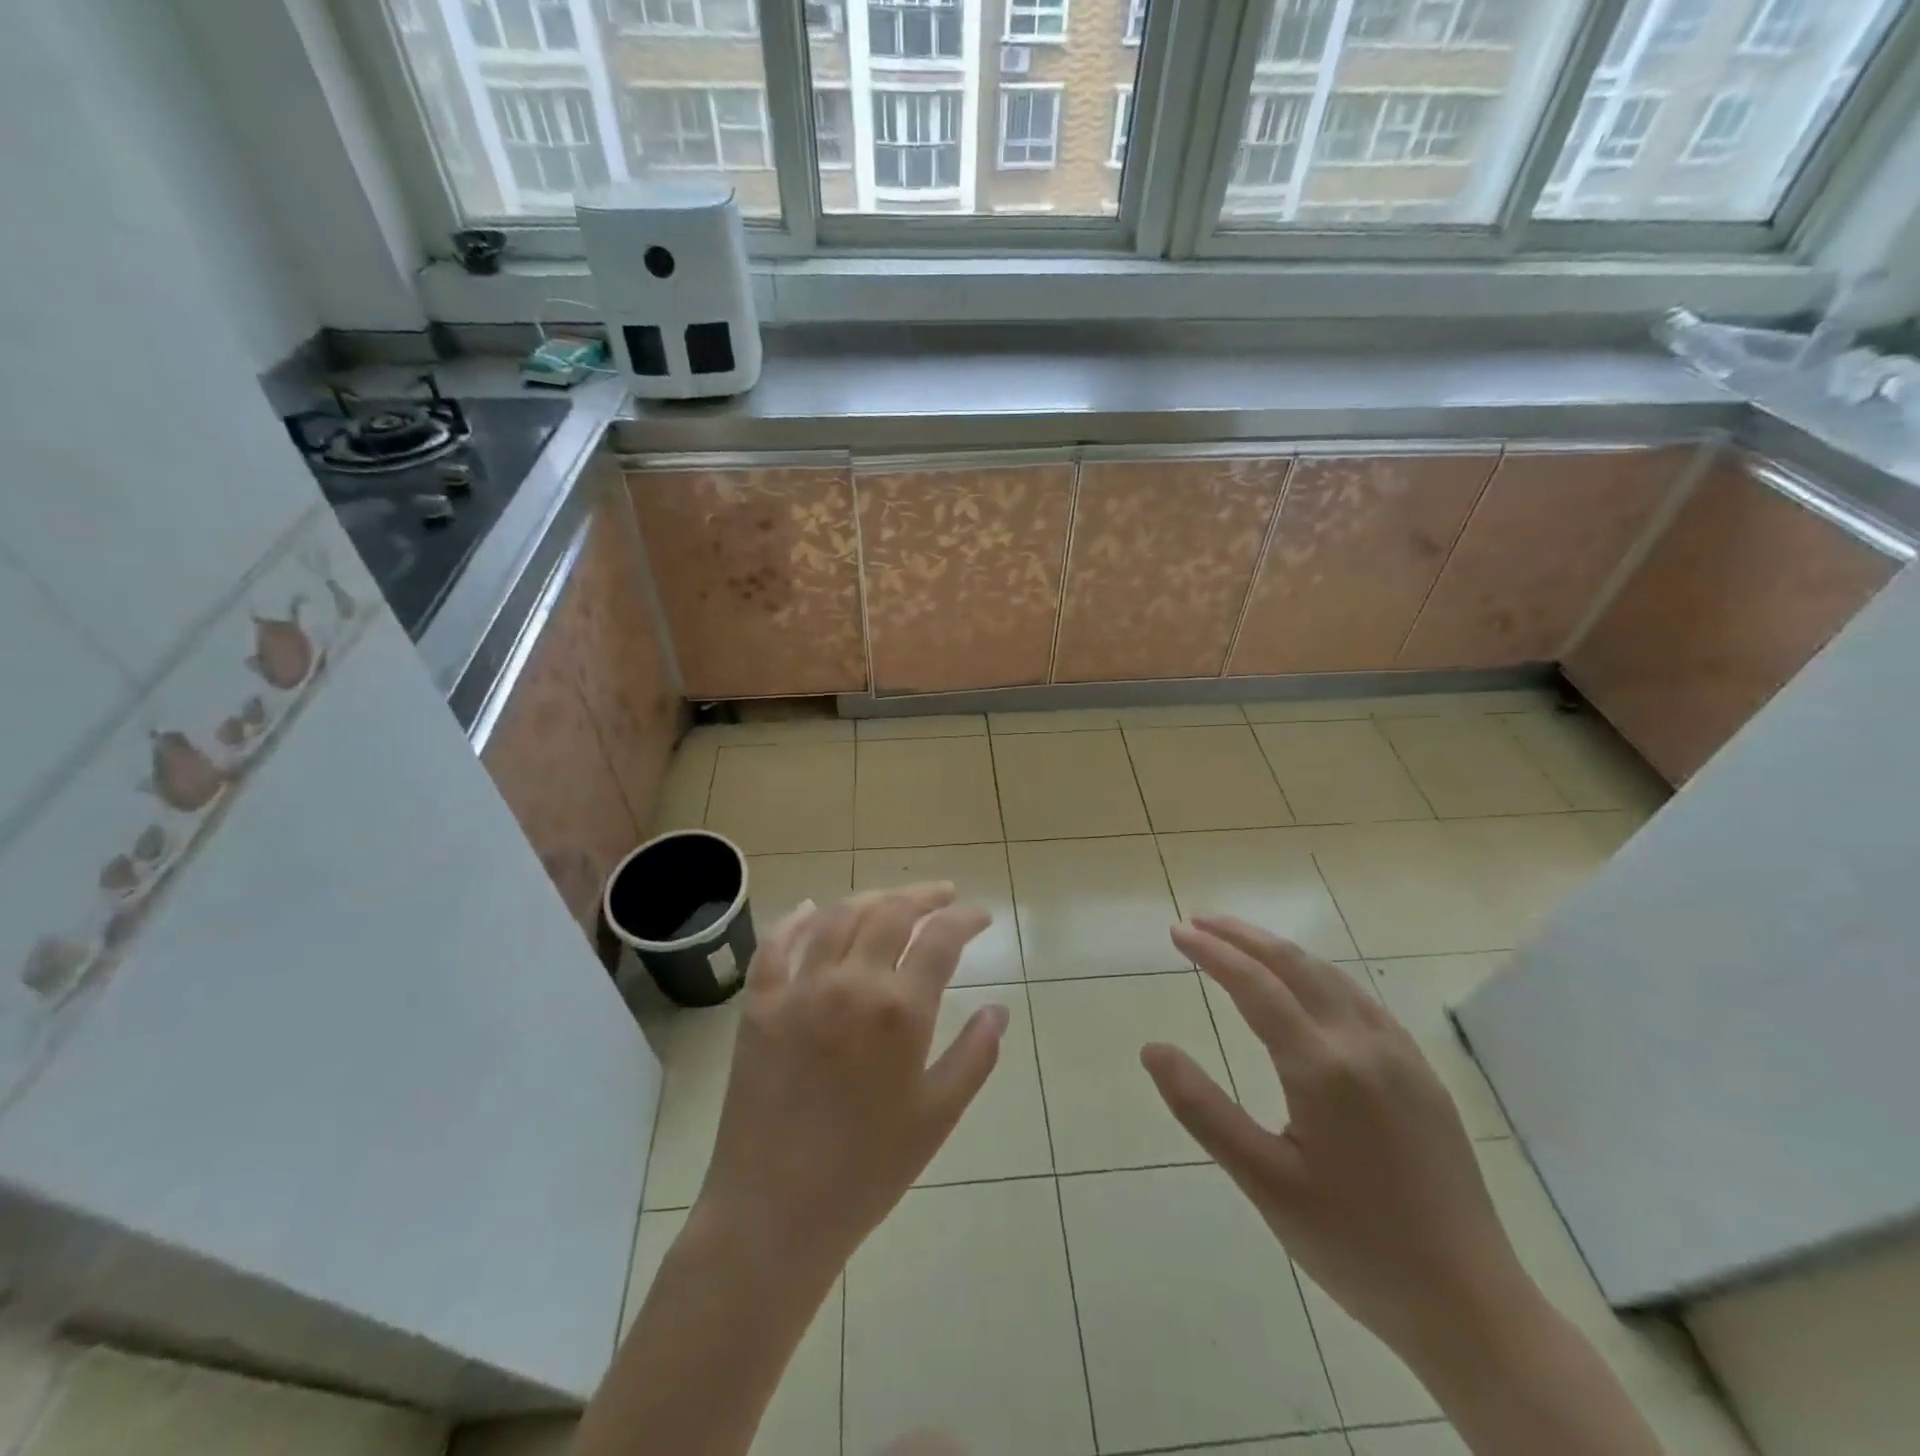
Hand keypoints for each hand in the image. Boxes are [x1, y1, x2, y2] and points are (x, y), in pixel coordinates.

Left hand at [694, 884, 1009, 1282]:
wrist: (774, 1213)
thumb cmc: (867, 1170)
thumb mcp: (938, 1116)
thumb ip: (975, 1056)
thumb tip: (998, 1010)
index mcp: (899, 1011)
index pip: (941, 938)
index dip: (966, 918)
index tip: (981, 916)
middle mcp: (850, 983)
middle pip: (891, 913)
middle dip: (923, 896)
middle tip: (943, 895)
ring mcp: (799, 989)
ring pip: (839, 917)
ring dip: (871, 898)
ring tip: (892, 899)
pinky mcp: (759, 1004)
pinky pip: (776, 945)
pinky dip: (797, 920)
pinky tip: (812, 909)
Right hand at [1142, 915, 1530, 1366]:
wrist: (1472, 1306)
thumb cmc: (1354, 1247)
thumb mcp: (1264, 1184)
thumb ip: (1203, 1110)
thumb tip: (1152, 1049)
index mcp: (1322, 1067)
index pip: (1255, 985)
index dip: (1213, 952)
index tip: (1177, 932)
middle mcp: (1364, 1044)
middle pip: (1295, 964)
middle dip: (1243, 936)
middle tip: (1199, 922)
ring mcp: (1400, 1055)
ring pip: (1332, 975)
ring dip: (1280, 950)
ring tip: (1241, 943)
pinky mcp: (1422, 1073)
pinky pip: (1361, 1000)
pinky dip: (1318, 974)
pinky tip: (1306, 987)